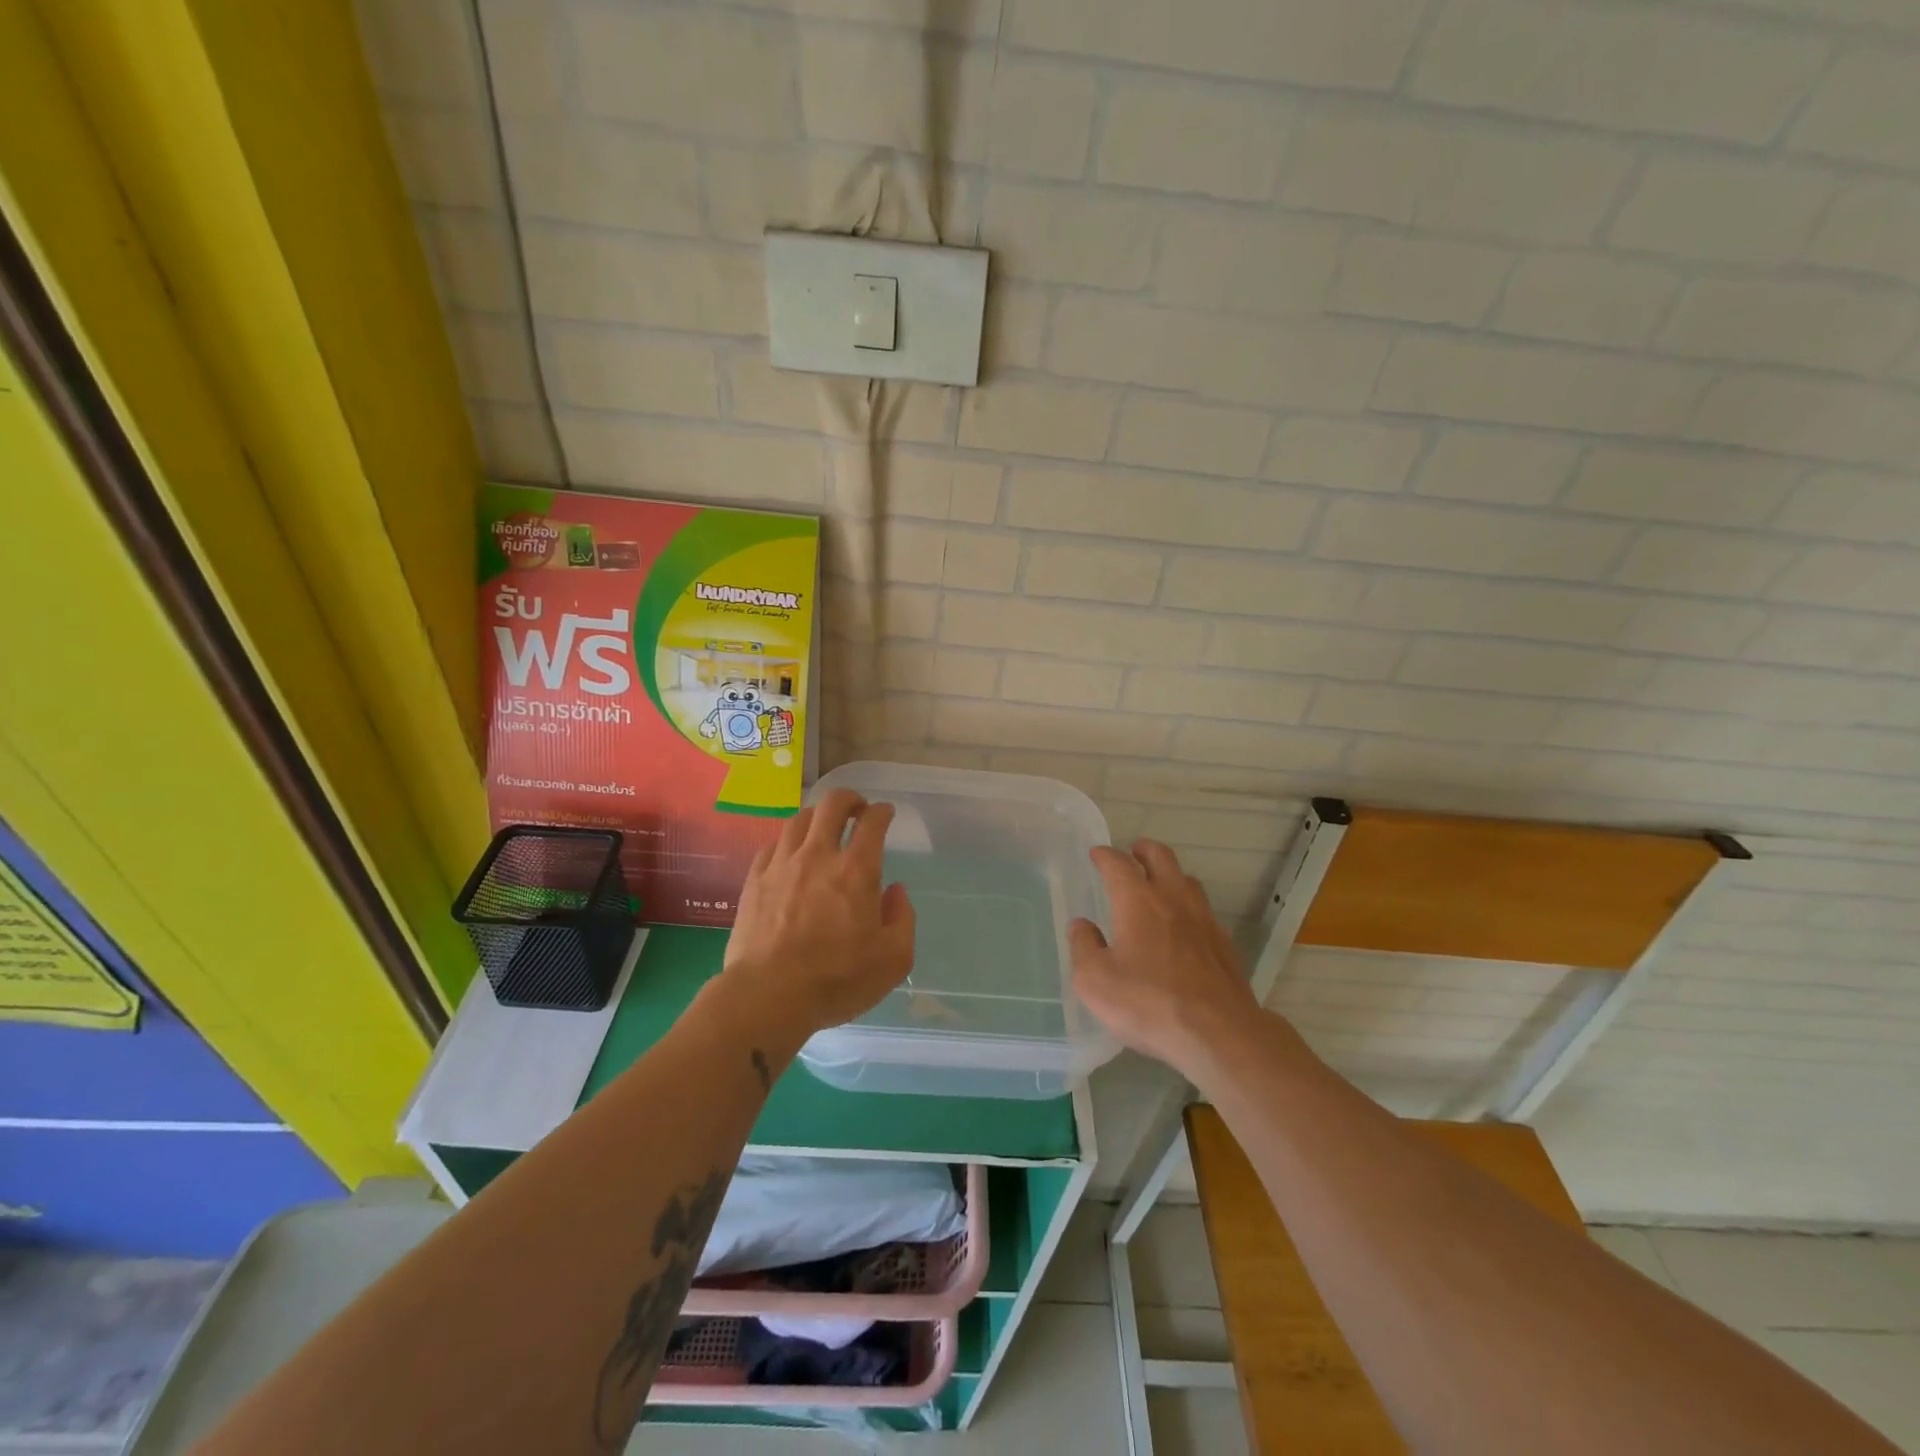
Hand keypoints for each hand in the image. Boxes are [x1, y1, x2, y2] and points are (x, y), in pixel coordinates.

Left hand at [719, 788, 915, 1044]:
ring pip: (799, 819)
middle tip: (856, 810)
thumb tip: (895, 891)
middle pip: (831, 804)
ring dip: (816, 817)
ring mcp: (781, 865)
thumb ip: (902, 918)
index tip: (886, 813)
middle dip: (849, 799)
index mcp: (857, 870)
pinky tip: (790, 855)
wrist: (768, 996)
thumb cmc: (838, 979)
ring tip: (823, 829)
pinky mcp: (754, 881)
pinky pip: (772, 845)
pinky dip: (787, 842)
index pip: (872, 821)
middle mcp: (818, 855)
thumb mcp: (894, 959)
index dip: (882, 811)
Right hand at [1070, 840, 1260, 1076]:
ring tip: (1159, 885)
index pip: (1118, 863)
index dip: (1105, 855)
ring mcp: (1204, 919)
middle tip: (1133, 852)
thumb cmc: (1148, 1002)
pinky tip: (1183, 926)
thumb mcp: (1095, 980)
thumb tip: (1082, 926)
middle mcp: (1173, 899)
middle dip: (1144, 850)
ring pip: (1187, 880)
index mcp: (1138, 900)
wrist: (1218, 1032)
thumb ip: (1084, 947)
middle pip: (1161, 857)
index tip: (1096, 854)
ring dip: (1170, 875)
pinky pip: (1203, 910)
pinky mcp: (1224, 944)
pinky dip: (1188, 906)